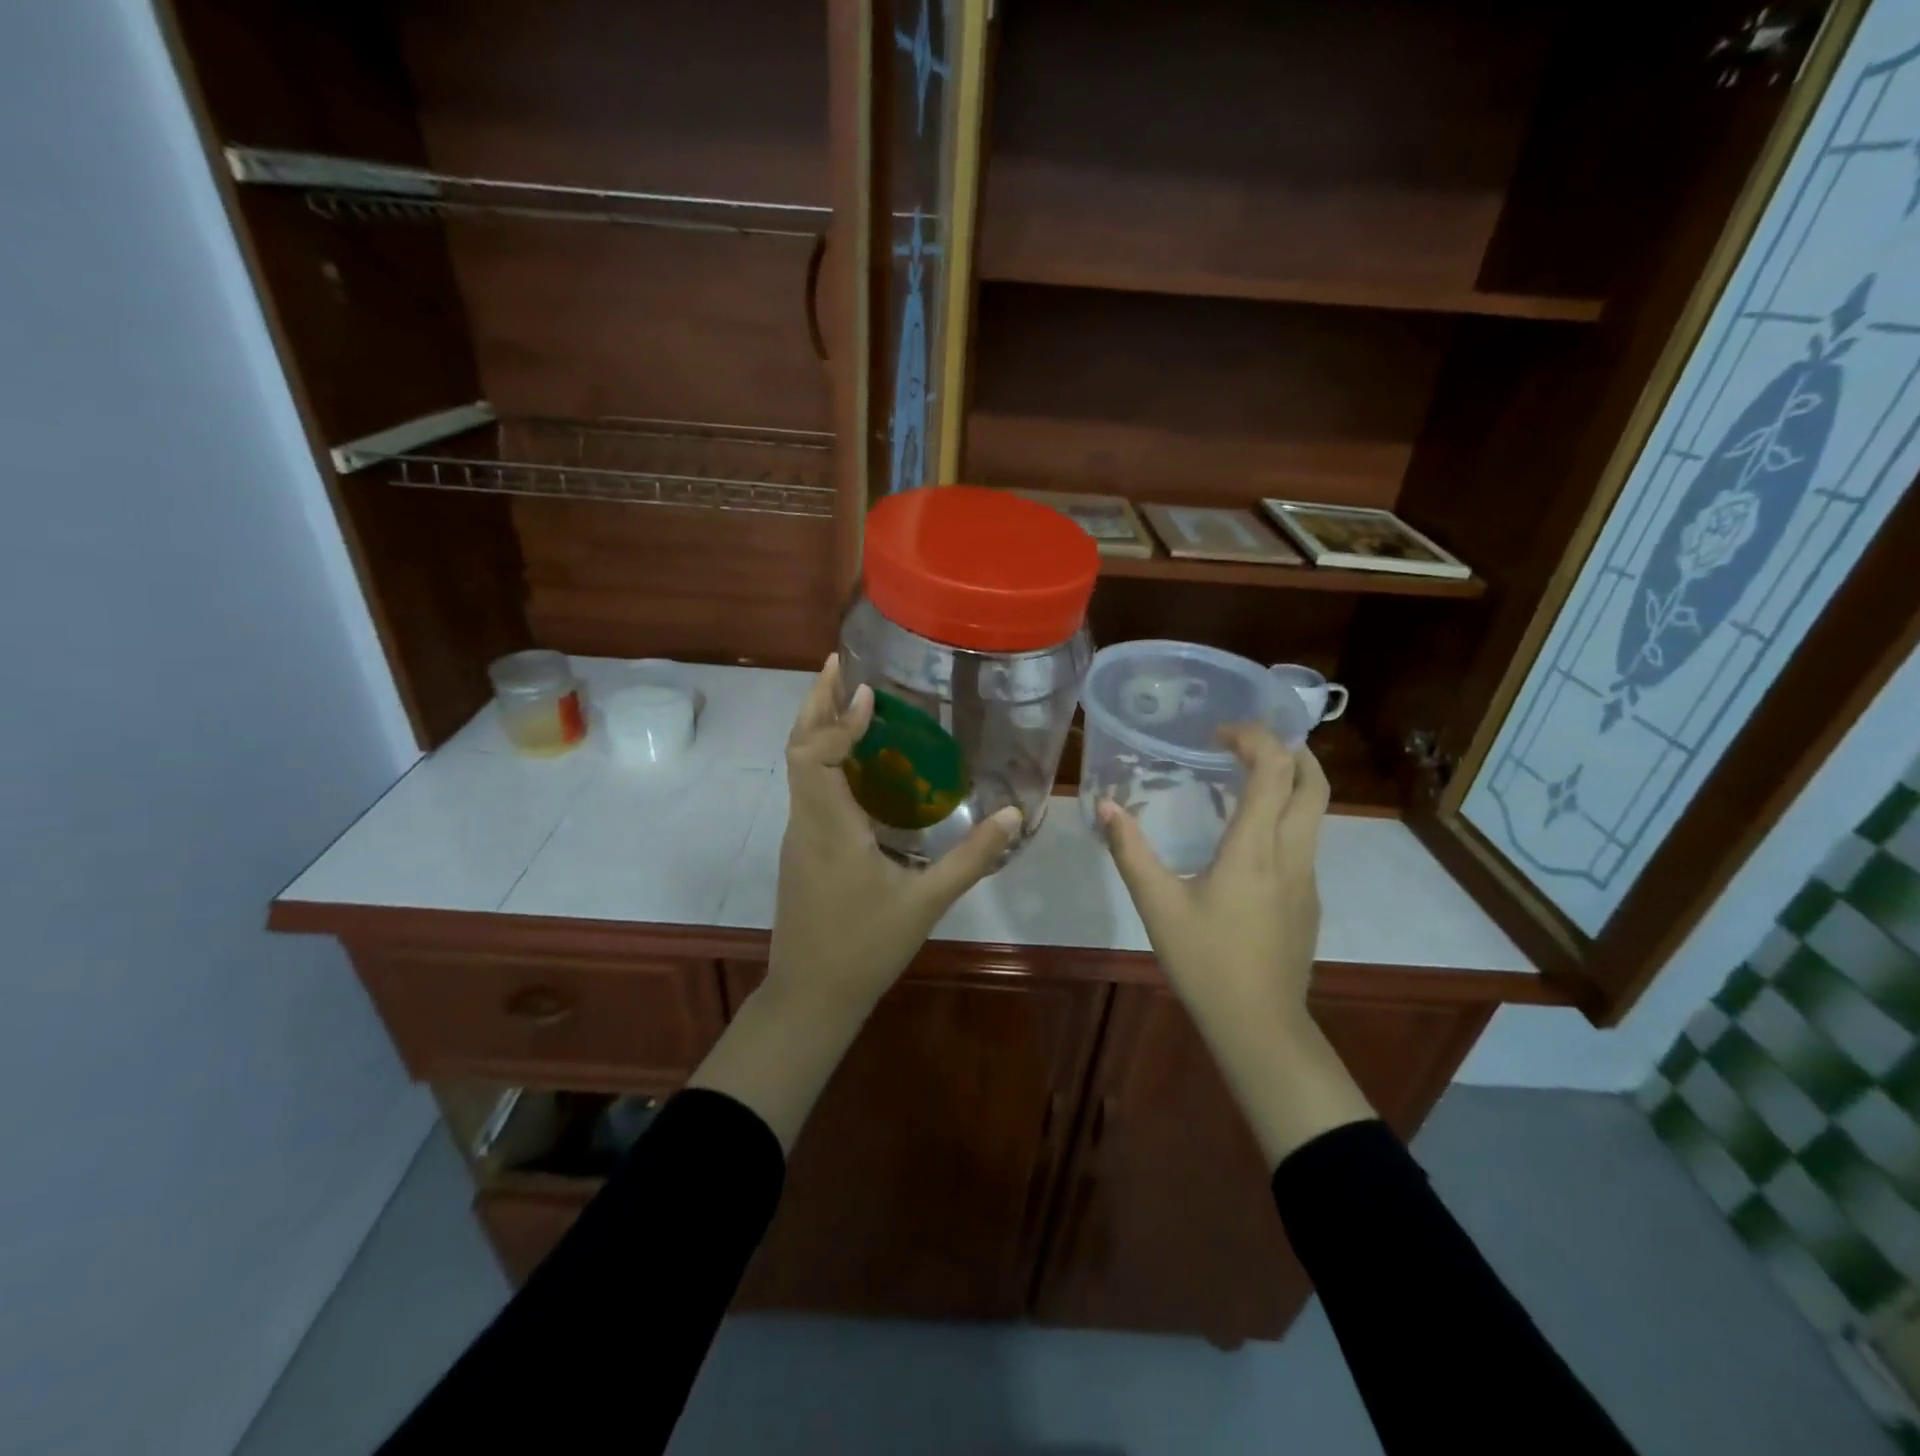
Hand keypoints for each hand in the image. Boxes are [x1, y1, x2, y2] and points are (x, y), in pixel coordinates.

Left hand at [769, 654, 1020, 1012]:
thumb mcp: (926, 903)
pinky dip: (825, 757)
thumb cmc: (865, 948)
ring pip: (799, 767)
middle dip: (816, 703)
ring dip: (818, 727)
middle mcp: (807, 822)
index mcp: (829, 828)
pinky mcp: (804, 848)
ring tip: (850, 697)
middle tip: (842, 665)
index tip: (869, 694)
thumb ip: (971, 858)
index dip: (837, 720)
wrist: (812, 995)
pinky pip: (810, 787)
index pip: (814, 756)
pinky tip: (857, 759)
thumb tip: (1014, 814)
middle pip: (797, 748)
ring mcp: (800, 835)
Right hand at [1098, 724, 1326, 1030]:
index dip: (1255, 738)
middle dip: (1290, 748)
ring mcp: (1307, 877)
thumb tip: (1105, 806)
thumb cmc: (1206, 962)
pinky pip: (1305, 840)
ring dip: (1292, 780)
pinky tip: (1249, 837)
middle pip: (1314, 782)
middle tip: (1248, 741)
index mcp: (1256, 848)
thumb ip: (1131, 852)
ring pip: (1316, 811)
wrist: (1259, 1025)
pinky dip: (1286, 815)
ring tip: (1249, 776)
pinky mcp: (1309, 899)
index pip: (1275, 770)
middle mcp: (1292, 853)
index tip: (1220, 732)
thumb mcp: (1158, 905)